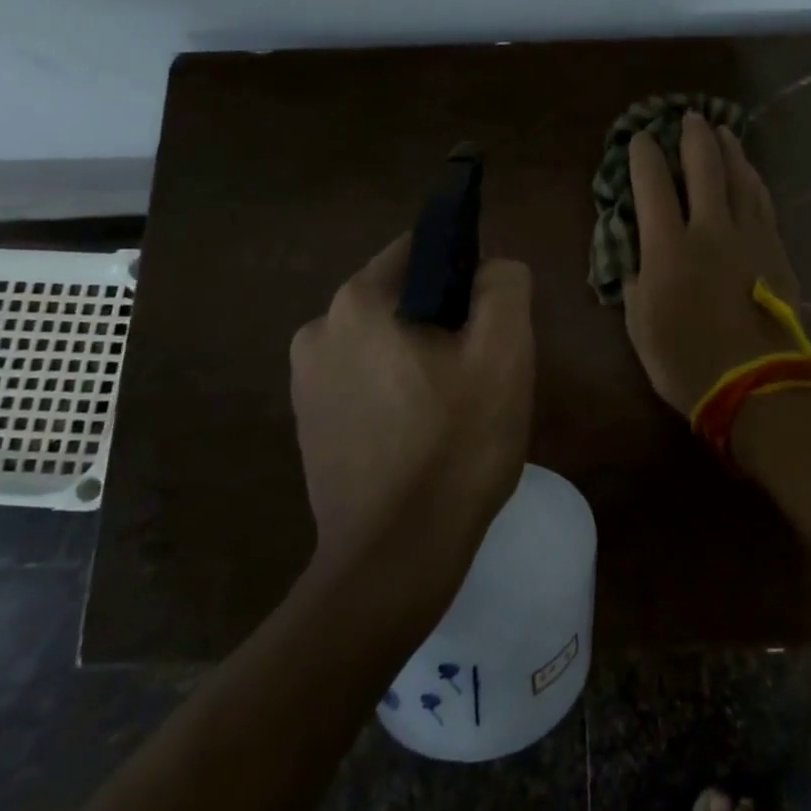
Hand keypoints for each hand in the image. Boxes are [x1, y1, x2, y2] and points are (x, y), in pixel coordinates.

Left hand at [289, 235, 534, 578]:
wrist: (394, 560)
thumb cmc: (454, 447)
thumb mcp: (504, 354)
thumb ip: (505, 286)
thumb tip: (492, 268)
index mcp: (357, 302)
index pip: (420, 250)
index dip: (466, 273)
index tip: (491, 319)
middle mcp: (317, 330)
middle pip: (402, 298)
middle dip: (445, 321)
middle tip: (481, 371)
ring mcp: (305, 381)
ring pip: (385, 342)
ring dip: (422, 358)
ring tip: (456, 408)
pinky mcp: (309, 423)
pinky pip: (365, 381)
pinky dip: (397, 391)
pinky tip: (423, 435)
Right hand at [623, 111, 802, 414]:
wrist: (755, 385)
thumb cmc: (684, 360)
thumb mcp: (639, 323)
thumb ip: (636, 276)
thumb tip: (638, 247)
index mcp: (668, 248)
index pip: (653, 186)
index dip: (644, 156)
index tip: (640, 138)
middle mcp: (710, 230)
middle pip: (703, 168)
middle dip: (692, 137)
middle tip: (687, 117)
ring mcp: (748, 237)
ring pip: (739, 178)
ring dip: (728, 150)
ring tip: (721, 131)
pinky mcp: (775, 249)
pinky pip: (763, 201)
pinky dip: (753, 179)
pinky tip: (749, 171)